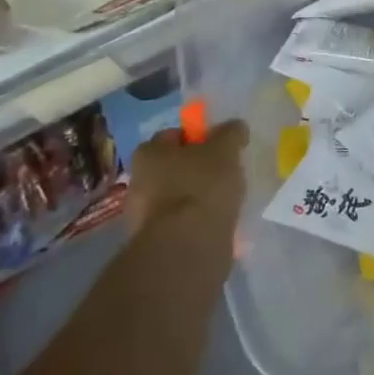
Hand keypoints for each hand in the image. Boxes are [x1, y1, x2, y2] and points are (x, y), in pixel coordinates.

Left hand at [124, 120, 248, 238]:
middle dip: (197, 170)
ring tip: (224, 203)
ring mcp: (143, 215)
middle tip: (224, 175)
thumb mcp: (225, 150)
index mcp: (148, 152)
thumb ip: (231, 134)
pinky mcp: (155, 243)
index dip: (199, 138)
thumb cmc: (202, 186)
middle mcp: (138, 180)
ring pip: (177, 196)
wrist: (186, 248)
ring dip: (196, 198)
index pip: (175, 135)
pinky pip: (180, 223)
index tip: (221, 148)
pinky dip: (195, 223)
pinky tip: (215, 226)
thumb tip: (235, 126)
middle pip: (174, 167)